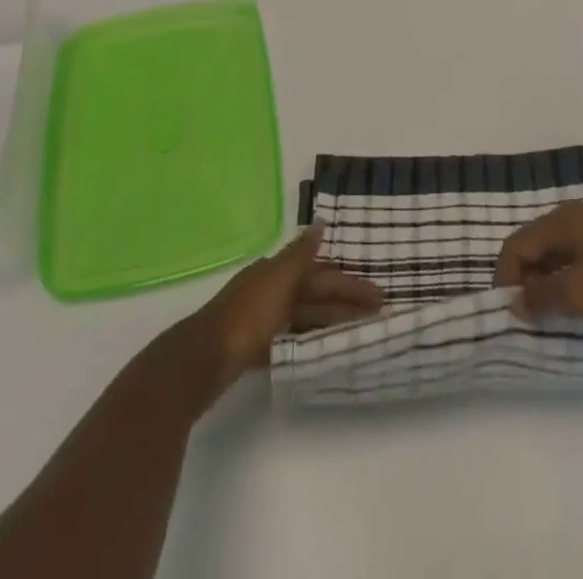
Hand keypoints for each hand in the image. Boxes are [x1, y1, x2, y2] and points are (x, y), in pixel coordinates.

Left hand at [190, 224, 383, 398]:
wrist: (202, 360)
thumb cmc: (246, 316)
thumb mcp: (278, 279)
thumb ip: (301, 253)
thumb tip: (320, 222)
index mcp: (277, 272)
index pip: (323, 274)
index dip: (350, 283)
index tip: (379, 295)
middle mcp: (271, 290)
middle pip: (315, 295)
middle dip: (346, 302)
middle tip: (379, 316)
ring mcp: (262, 320)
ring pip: (305, 317)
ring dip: (330, 322)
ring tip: (358, 335)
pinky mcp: (254, 348)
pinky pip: (291, 339)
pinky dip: (309, 341)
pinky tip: (322, 350)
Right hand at [494, 203, 582, 325]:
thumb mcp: (579, 294)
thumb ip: (542, 297)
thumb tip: (515, 300)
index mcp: (562, 220)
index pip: (517, 244)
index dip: (506, 277)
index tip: (509, 313)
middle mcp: (577, 217)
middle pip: (536, 246)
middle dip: (526, 279)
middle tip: (528, 316)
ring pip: (559, 254)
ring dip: (548, 282)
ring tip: (551, 315)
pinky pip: (580, 259)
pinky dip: (570, 280)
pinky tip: (580, 305)